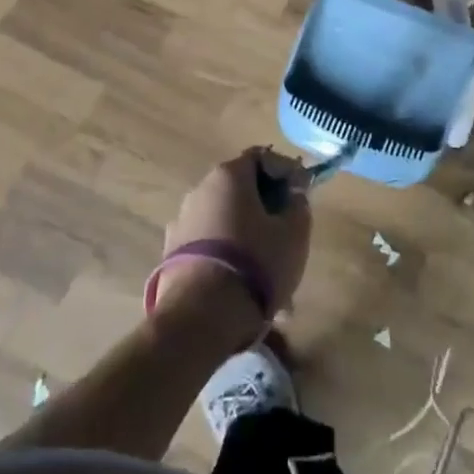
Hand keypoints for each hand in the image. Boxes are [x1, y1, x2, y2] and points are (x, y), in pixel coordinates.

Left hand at [154, 149, 311, 339]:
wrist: (200, 317)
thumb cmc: (255, 263)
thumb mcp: (293, 234)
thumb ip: (298, 206)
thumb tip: (293, 195)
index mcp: (228, 175)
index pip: (263, 157)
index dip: (287, 171)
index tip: (303, 193)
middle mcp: (200, 189)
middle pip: (241, 188)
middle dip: (266, 207)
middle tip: (288, 231)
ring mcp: (181, 222)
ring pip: (226, 220)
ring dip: (248, 234)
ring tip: (268, 269)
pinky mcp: (170, 254)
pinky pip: (209, 245)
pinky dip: (227, 255)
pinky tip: (243, 286)